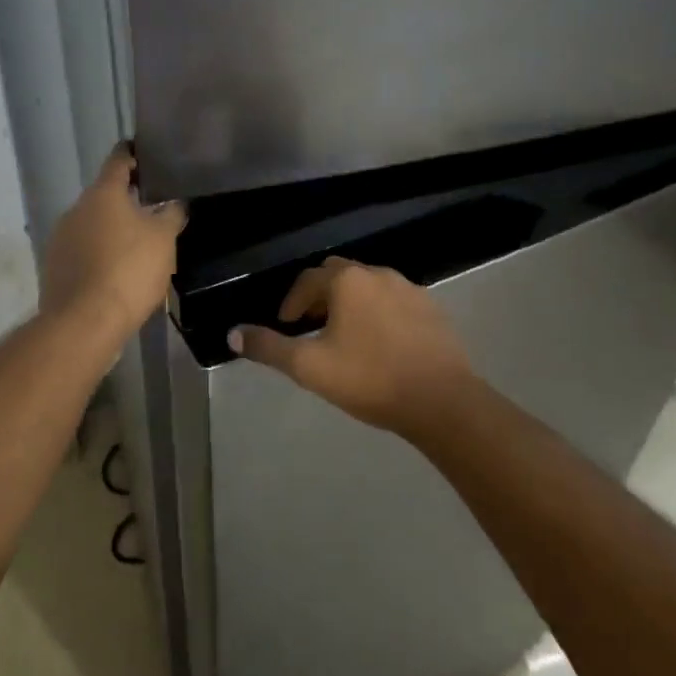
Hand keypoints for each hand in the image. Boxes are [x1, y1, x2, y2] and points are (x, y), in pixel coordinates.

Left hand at [41, 146, 186, 342]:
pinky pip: (82, 250)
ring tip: (137, 244)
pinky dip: (98, 253)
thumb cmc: (129, 270)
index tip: (145, 154)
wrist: (85, 321)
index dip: (133, 154)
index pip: (118, 160)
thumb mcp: (163, 239)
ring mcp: (60, 237)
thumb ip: (171, 214)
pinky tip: (116, 271)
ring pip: (92, 223)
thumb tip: (175, 203)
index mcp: (102, 193)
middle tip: (152, 208)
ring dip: (111, 229)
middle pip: (104, 194)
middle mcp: (76, 208)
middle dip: (126, 199)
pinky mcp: (54, 266)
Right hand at [229, 257, 478, 437]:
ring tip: (344, 335)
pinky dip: (378, 313)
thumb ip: (268, 348)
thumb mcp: (309, 367)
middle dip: (320, 296)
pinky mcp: (433, 309)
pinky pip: (395, 301)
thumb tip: (233, 333)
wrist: (442, 401)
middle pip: (339, 275)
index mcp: (347, 281)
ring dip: (350, 303)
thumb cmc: (369, 378)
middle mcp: (378, 274)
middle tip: (311, 325)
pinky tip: (380, 344)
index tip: (286, 325)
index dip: (292, 301)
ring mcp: (410, 289)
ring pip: (369, 287)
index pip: (308, 280)